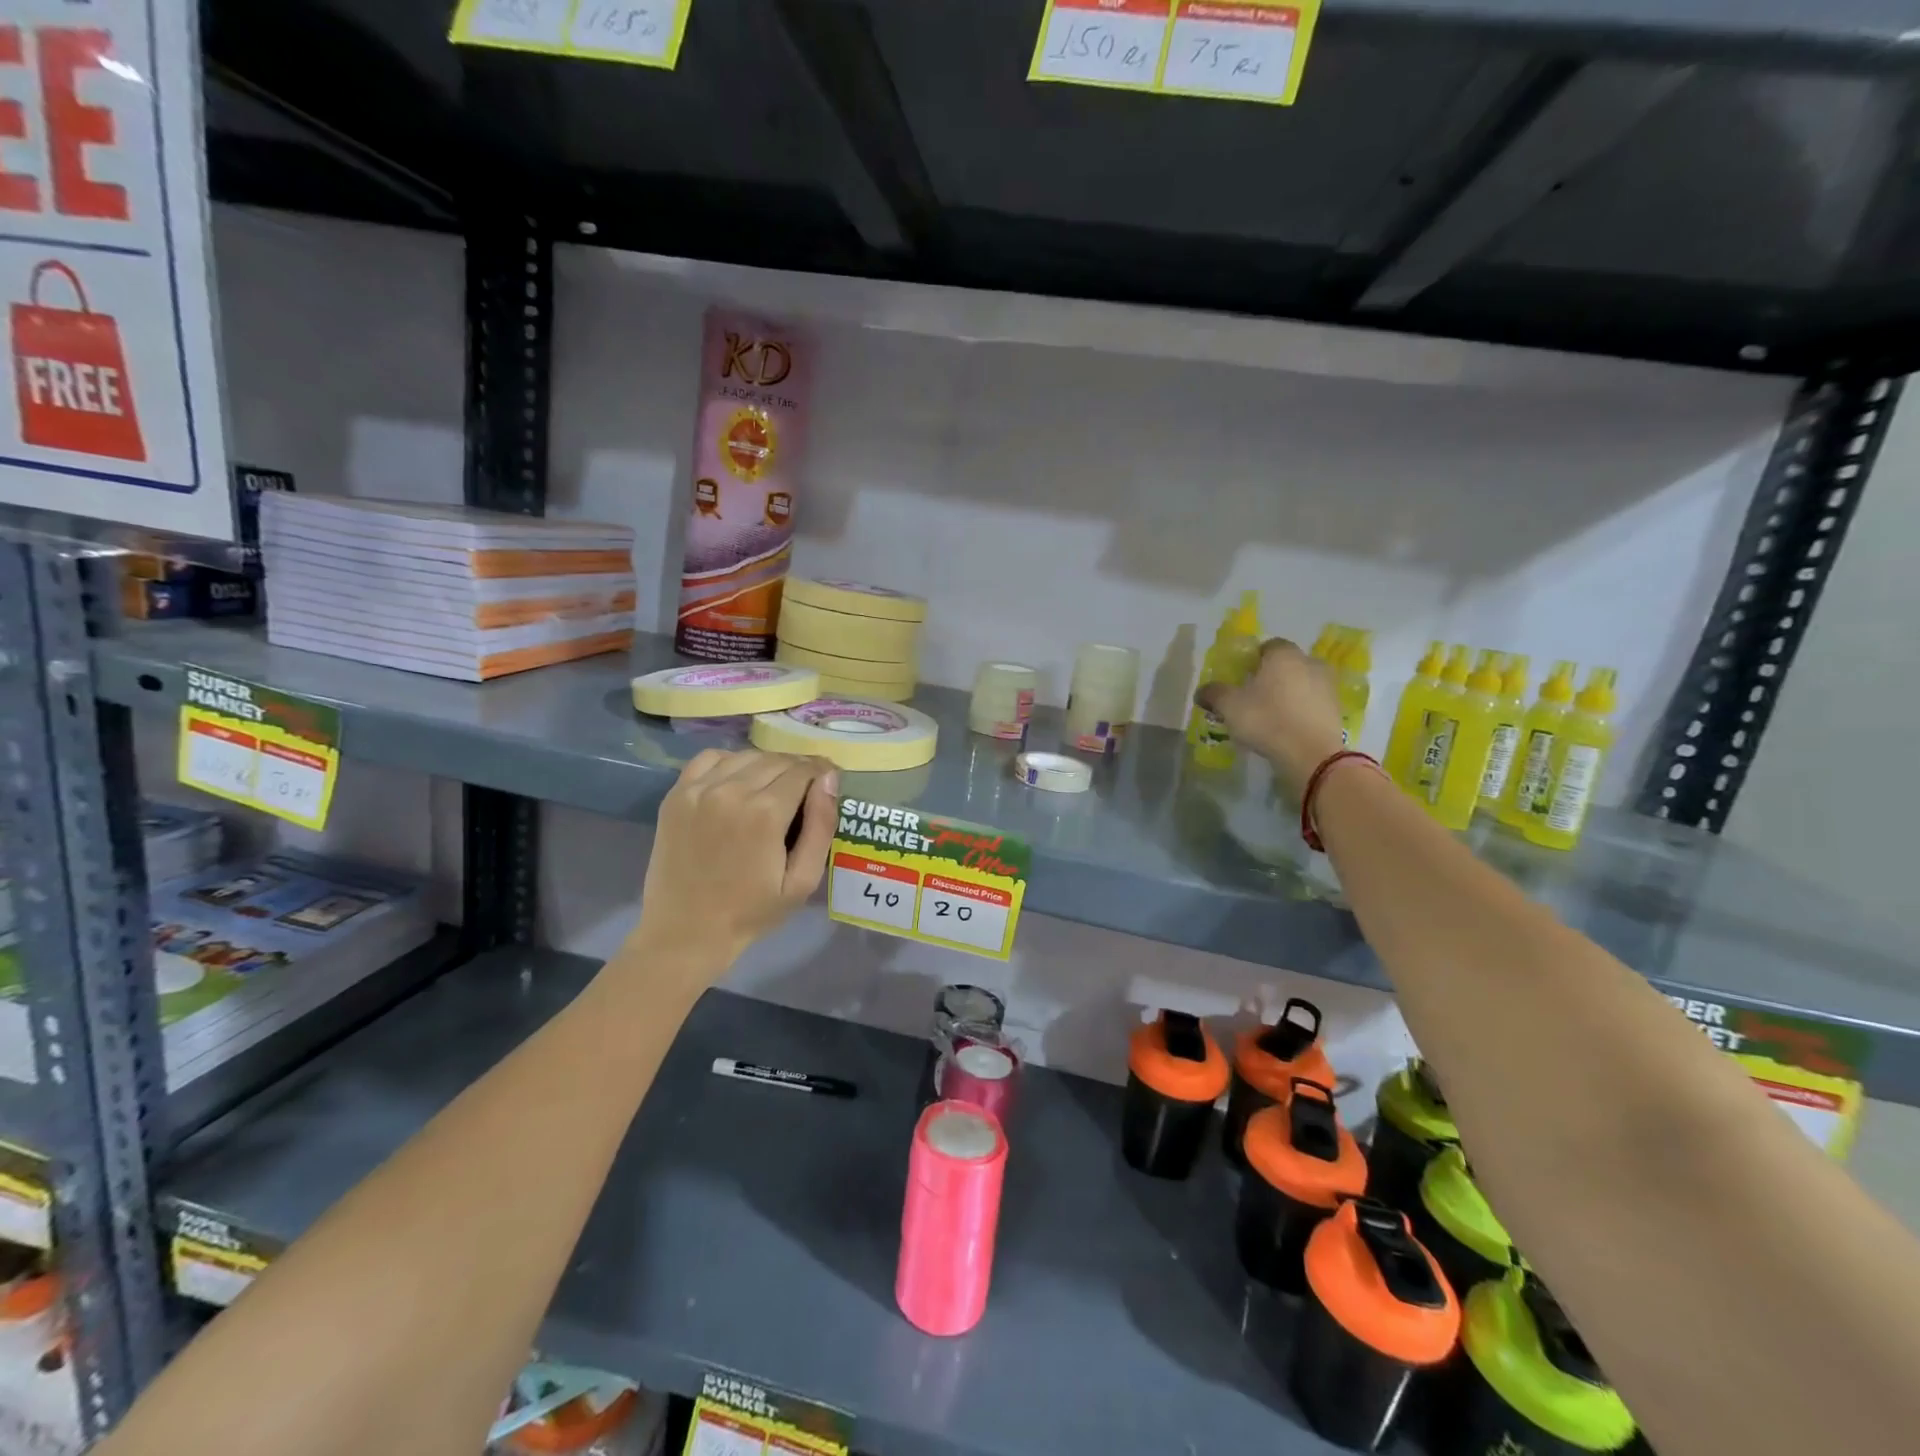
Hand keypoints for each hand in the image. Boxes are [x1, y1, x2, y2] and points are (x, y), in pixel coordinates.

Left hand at [632, 750, 838, 969]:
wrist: (684, 932)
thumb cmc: (751, 912)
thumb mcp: (802, 881)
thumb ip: (821, 826)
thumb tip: (830, 779)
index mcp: (765, 813)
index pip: (805, 770)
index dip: (822, 772)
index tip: (830, 782)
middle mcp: (731, 790)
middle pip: (778, 760)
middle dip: (799, 769)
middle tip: (807, 790)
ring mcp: (699, 789)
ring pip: (747, 756)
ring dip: (768, 765)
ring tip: (775, 788)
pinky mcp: (677, 794)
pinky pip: (711, 759)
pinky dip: (732, 762)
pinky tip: (739, 782)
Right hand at [1195, 638, 1345, 795]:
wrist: (1312, 755)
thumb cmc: (1267, 720)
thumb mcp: (1229, 706)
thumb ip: (1214, 693)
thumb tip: (1201, 691)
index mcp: (1284, 655)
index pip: (1268, 646)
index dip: (1253, 659)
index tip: (1241, 677)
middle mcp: (1310, 663)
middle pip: (1286, 664)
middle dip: (1271, 676)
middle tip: (1253, 696)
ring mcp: (1327, 686)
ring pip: (1301, 683)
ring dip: (1288, 694)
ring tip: (1270, 715)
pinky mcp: (1336, 710)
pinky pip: (1312, 703)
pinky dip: (1300, 710)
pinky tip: (1287, 728)